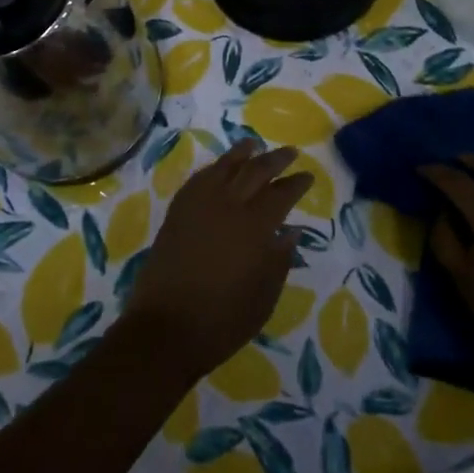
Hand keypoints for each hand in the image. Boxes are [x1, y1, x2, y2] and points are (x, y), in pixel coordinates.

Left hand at [122, 139, 312, 382]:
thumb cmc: (223, 320)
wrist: (166, 328)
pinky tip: (219, 168)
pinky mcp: (177, 212)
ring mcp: (198, 205)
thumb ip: (279, 260)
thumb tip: (290, 231)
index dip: (296, 183)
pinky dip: (213, 169)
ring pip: (224, 167)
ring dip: (242, 153)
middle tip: (289, 152)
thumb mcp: (264, 297)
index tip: (307, 175)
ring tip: (254, 144)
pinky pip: (198, 179)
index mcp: (254, 227)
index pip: (281, 194)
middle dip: (275, 160)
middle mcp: (227, 206)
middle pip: (254, 171)